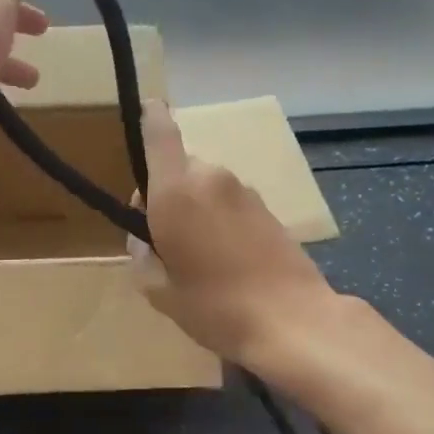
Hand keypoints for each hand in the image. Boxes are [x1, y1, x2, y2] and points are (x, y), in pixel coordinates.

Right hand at [130, 100, 338, 366]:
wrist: (293, 321)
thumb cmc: (214, 306)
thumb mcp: (158, 290)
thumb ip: (141, 254)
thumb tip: (144, 238)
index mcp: (176, 191)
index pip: (160, 132)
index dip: (149, 116)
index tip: (144, 111)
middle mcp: (210, 178)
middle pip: (178, 169)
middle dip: (166, 193)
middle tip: (164, 239)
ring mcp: (244, 191)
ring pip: (204, 186)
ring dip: (195, 208)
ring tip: (199, 257)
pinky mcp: (267, 208)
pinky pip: (229, 202)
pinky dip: (219, 219)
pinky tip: (227, 260)